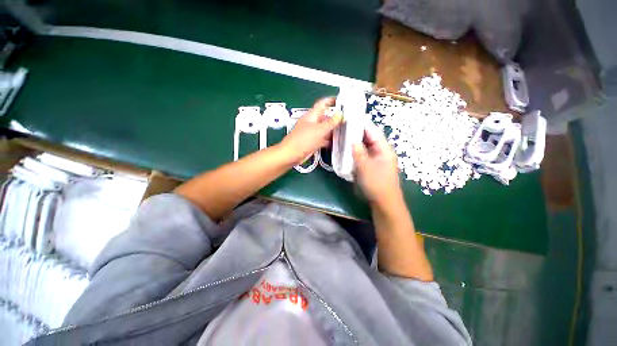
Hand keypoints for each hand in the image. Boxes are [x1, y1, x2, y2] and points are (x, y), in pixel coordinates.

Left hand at [280, 97, 342, 165]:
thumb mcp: (319, 130)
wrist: (291, 155)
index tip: (342, 101)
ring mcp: (312, 133)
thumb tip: (341, 114)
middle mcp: (312, 123)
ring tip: (346, 130)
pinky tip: (337, 141)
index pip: (323, 104)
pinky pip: (323, 138)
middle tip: (348, 119)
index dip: (331, 101)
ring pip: (325, 129)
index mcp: (312, 115)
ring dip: (333, 130)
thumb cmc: (303, 140)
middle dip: (335, 118)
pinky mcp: (312, 142)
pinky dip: (329, 139)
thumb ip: (331, 122)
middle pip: (325, 117)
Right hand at [352, 122, 401, 206]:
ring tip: (343, 137)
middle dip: (357, 133)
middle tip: (344, 128)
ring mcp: (377, 159)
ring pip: (365, 147)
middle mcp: (382, 152)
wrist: (384, 202)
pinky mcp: (372, 166)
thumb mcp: (365, 166)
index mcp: (384, 149)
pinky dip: (356, 152)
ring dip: (356, 143)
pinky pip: (364, 155)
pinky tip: (348, 151)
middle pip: (369, 138)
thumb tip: (352, 139)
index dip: (363, 123)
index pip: (373, 131)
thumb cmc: (376, 183)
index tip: (351, 117)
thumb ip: (358, 152)